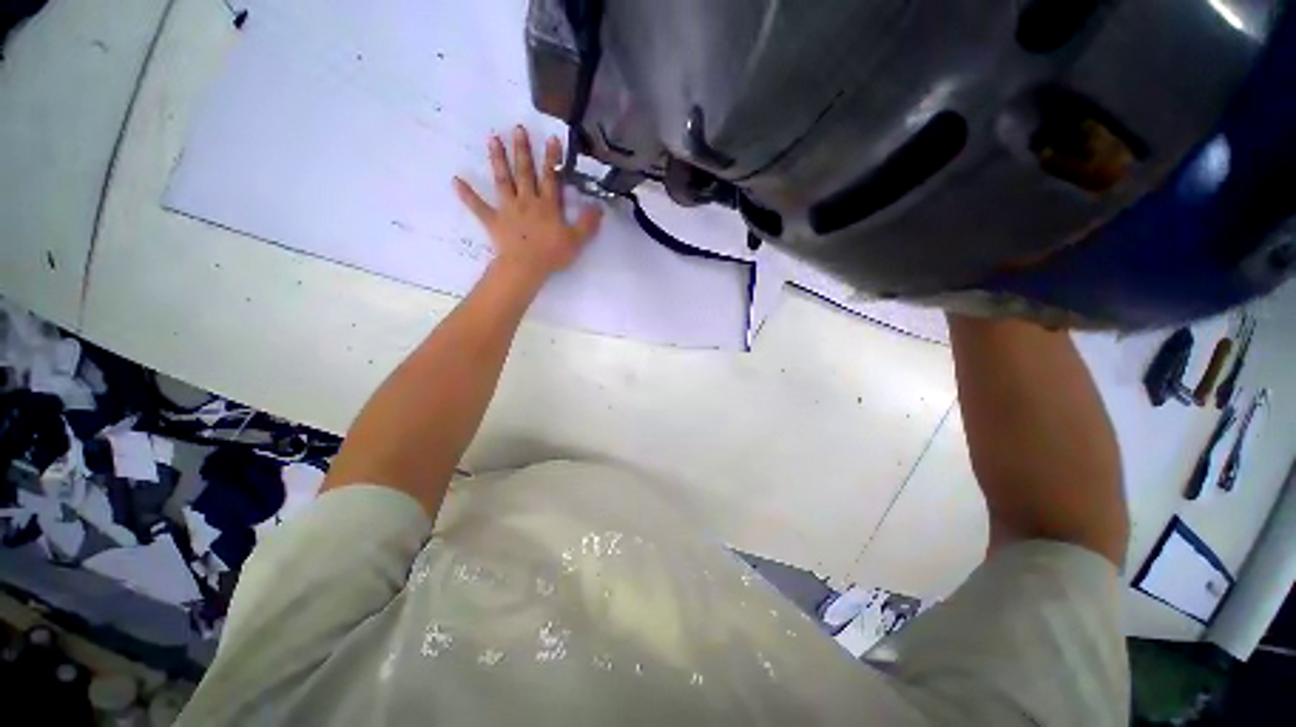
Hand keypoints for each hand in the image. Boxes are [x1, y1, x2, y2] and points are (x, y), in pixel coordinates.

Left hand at [454, 126, 602, 280]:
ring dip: (497, 160)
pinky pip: (478, 207)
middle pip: (524, 172)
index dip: (552, 158)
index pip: (551, 177)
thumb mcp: (576, 241)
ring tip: (492, 139)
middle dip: (522, 150)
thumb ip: (588, 223)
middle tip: (517, 128)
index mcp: (548, 205)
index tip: (551, 138)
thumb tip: (599, 206)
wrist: (525, 267)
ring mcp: (508, 209)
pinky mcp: (493, 220)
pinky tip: (455, 180)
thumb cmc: (552, 254)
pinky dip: (467, 194)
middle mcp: (527, 201)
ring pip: (503, 180)